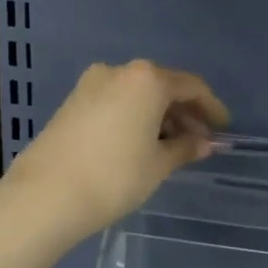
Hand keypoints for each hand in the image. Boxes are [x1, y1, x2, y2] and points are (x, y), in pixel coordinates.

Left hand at [4, 60, 229, 242]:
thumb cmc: (114, 177)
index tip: (223, 129)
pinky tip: (141, 143)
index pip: (191, 86)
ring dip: (158, 116)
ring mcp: (91, 84)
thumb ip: (185, 148)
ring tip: (171, 147)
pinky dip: (135, 117)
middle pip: (162, 86)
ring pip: (137, 94)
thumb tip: (205, 143)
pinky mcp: (72, 102)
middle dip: (184, 112)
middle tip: (199, 141)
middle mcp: (119, 71)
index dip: (211, 108)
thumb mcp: (158, 164)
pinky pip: (116, 102)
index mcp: (146, 79)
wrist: (44, 196)